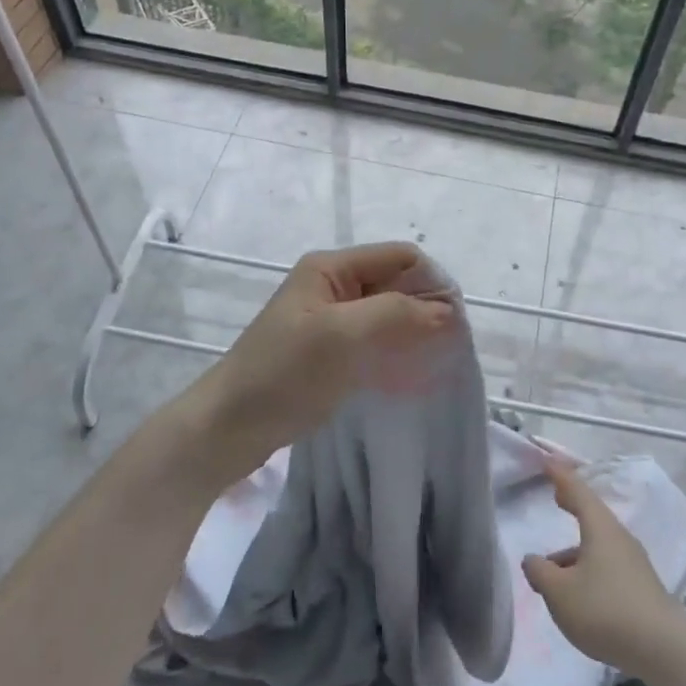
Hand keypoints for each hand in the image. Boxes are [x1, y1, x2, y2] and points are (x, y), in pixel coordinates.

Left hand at [188, 241, 455, 485]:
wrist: (229, 427)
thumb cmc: (284, 372)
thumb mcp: (342, 335)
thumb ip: (396, 314)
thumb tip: (448, 312)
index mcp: (332, 268)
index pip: (400, 257)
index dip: (432, 282)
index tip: (456, 322)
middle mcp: (334, 286)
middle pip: (396, 284)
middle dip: (426, 310)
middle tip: (452, 348)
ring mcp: (330, 319)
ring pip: (388, 315)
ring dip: (414, 334)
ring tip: (438, 364)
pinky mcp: (330, 351)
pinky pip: (375, 342)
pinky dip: (396, 353)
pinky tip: (412, 377)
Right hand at [522, 462, 685, 678]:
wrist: (665, 652)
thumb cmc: (605, 610)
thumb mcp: (560, 593)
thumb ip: (540, 572)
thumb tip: (532, 559)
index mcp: (600, 528)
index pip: (577, 491)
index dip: (560, 475)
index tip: (547, 461)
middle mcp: (619, 538)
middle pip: (592, 515)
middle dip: (572, 505)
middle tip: (556, 497)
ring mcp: (633, 564)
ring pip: (598, 546)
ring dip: (575, 550)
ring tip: (553, 571)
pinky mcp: (641, 589)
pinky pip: (607, 567)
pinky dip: (588, 568)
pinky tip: (578, 595)